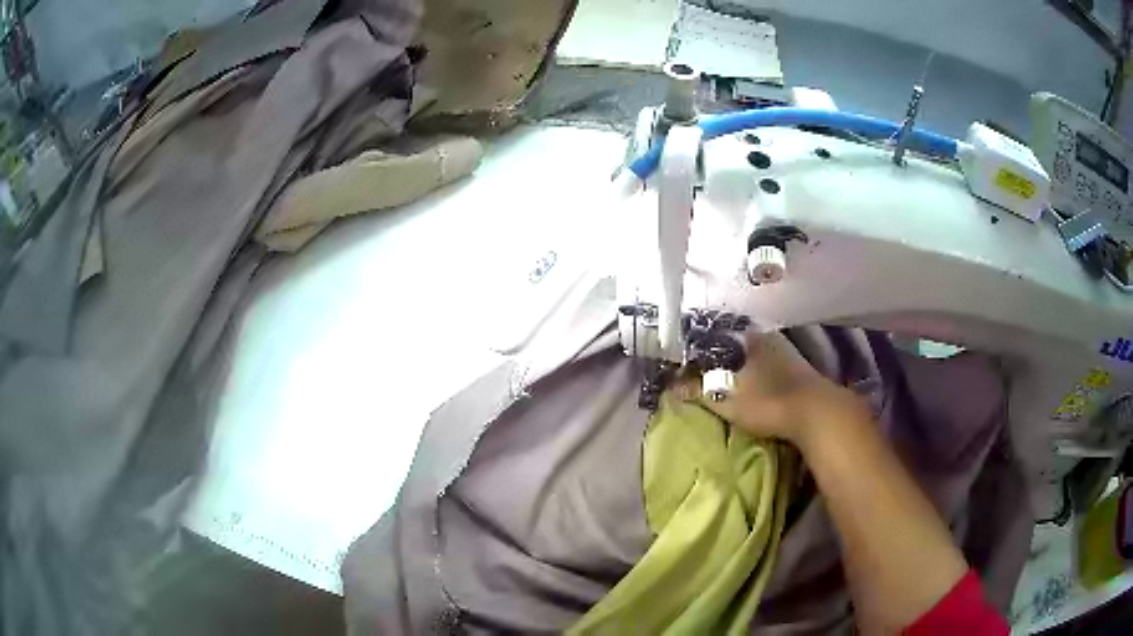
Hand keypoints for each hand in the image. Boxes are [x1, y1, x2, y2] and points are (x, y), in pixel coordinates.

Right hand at [677, 331, 865, 443]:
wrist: (817, 414)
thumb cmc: (768, 401)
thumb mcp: (726, 399)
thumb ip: (698, 390)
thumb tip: (671, 386)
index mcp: (749, 338)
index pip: (716, 338)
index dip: (700, 352)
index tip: (686, 364)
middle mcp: (768, 338)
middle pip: (735, 346)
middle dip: (719, 358)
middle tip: (701, 373)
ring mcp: (786, 353)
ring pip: (753, 356)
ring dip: (739, 367)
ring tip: (721, 381)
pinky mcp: (798, 371)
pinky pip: (767, 368)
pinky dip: (755, 375)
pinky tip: (750, 386)